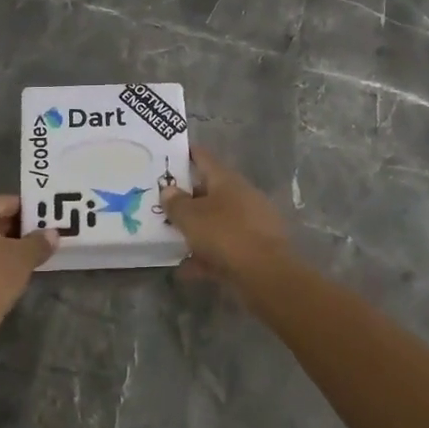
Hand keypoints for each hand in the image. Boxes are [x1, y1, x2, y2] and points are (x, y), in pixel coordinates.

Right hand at [160, 147, 293, 285]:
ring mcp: (250, 223)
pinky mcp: (254, 249)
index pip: (203, 157)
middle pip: (209, 191)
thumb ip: (175, 202)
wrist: (266, 274)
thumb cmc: (224, 234)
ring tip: (170, 238)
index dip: (186, 153)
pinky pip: (223, 247)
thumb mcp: (190, 217)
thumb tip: (169, 190)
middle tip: (162, 203)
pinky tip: (185, 269)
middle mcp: (241, 196)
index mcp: (226, 180)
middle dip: (187, 198)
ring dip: (196, 229)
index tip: (169, 154)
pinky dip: (205, 255)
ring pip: (216, 221)